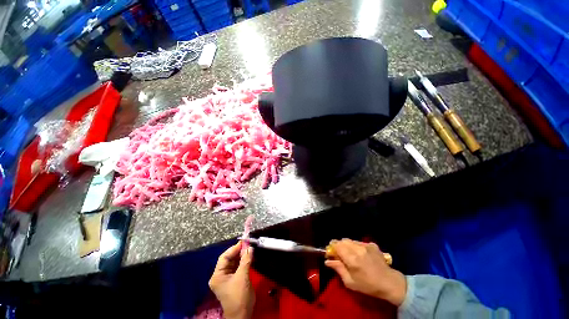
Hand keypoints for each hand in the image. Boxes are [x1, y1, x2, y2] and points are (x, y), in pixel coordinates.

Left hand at [209, 241, 254, 318]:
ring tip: (250, 249)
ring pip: (234, 262)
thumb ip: (245, 260)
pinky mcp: (234, 280)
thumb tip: (250, 247)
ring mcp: (227, 278)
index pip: (224, 257)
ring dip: (242, 256)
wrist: (242, 315)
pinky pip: (238, 267)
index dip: (234, 249)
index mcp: (218, 275)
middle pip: (229, 259)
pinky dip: (244, 261)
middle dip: (239, 252)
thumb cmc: (239, 296)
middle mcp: (220, 275)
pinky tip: (250, 257)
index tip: (244, 242)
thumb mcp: (242, 277)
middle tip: (248, 245)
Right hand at [325, 239, 406, 305]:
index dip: (332, 247)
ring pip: (351, 240)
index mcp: (352, 259)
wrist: (390, 283)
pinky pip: (359, 242)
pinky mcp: (372, 245)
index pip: (337, 245)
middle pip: (343, 240)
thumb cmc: (368, 286)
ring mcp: (366, 245)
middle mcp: (358, 249)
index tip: (331, 252)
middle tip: (340, 254)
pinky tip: (361, 254)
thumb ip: (338, 269)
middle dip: (339, 245)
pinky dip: (356, 246)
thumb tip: (327, 261)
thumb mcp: (350, 282)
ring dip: (347, 245)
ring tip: (351, 254)